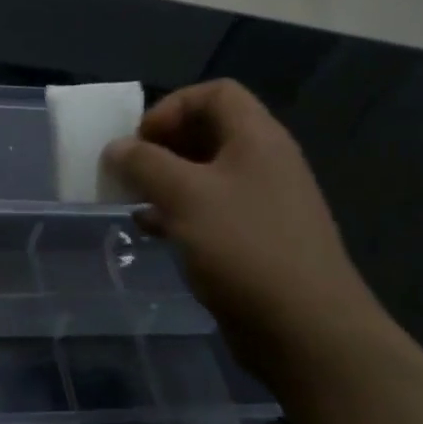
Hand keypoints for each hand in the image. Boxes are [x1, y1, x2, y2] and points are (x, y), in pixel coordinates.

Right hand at [104, 80, 385, 364]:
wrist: (306, 330)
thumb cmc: (244, 247)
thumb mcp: (184, 196)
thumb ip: (144, 164)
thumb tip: (116, 147)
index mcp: (257, 138)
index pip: (215, 93)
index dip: (172, 107)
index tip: (141, 141)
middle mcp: (264, 162)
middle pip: (208, 132)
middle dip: (162, 145)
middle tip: (130, 170)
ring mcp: (262, 203)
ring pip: (205, 174)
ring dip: (166, 181)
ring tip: (133, 200)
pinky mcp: (255, 240)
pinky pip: (210, 210)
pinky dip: (178, 212)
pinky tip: (152, 231)